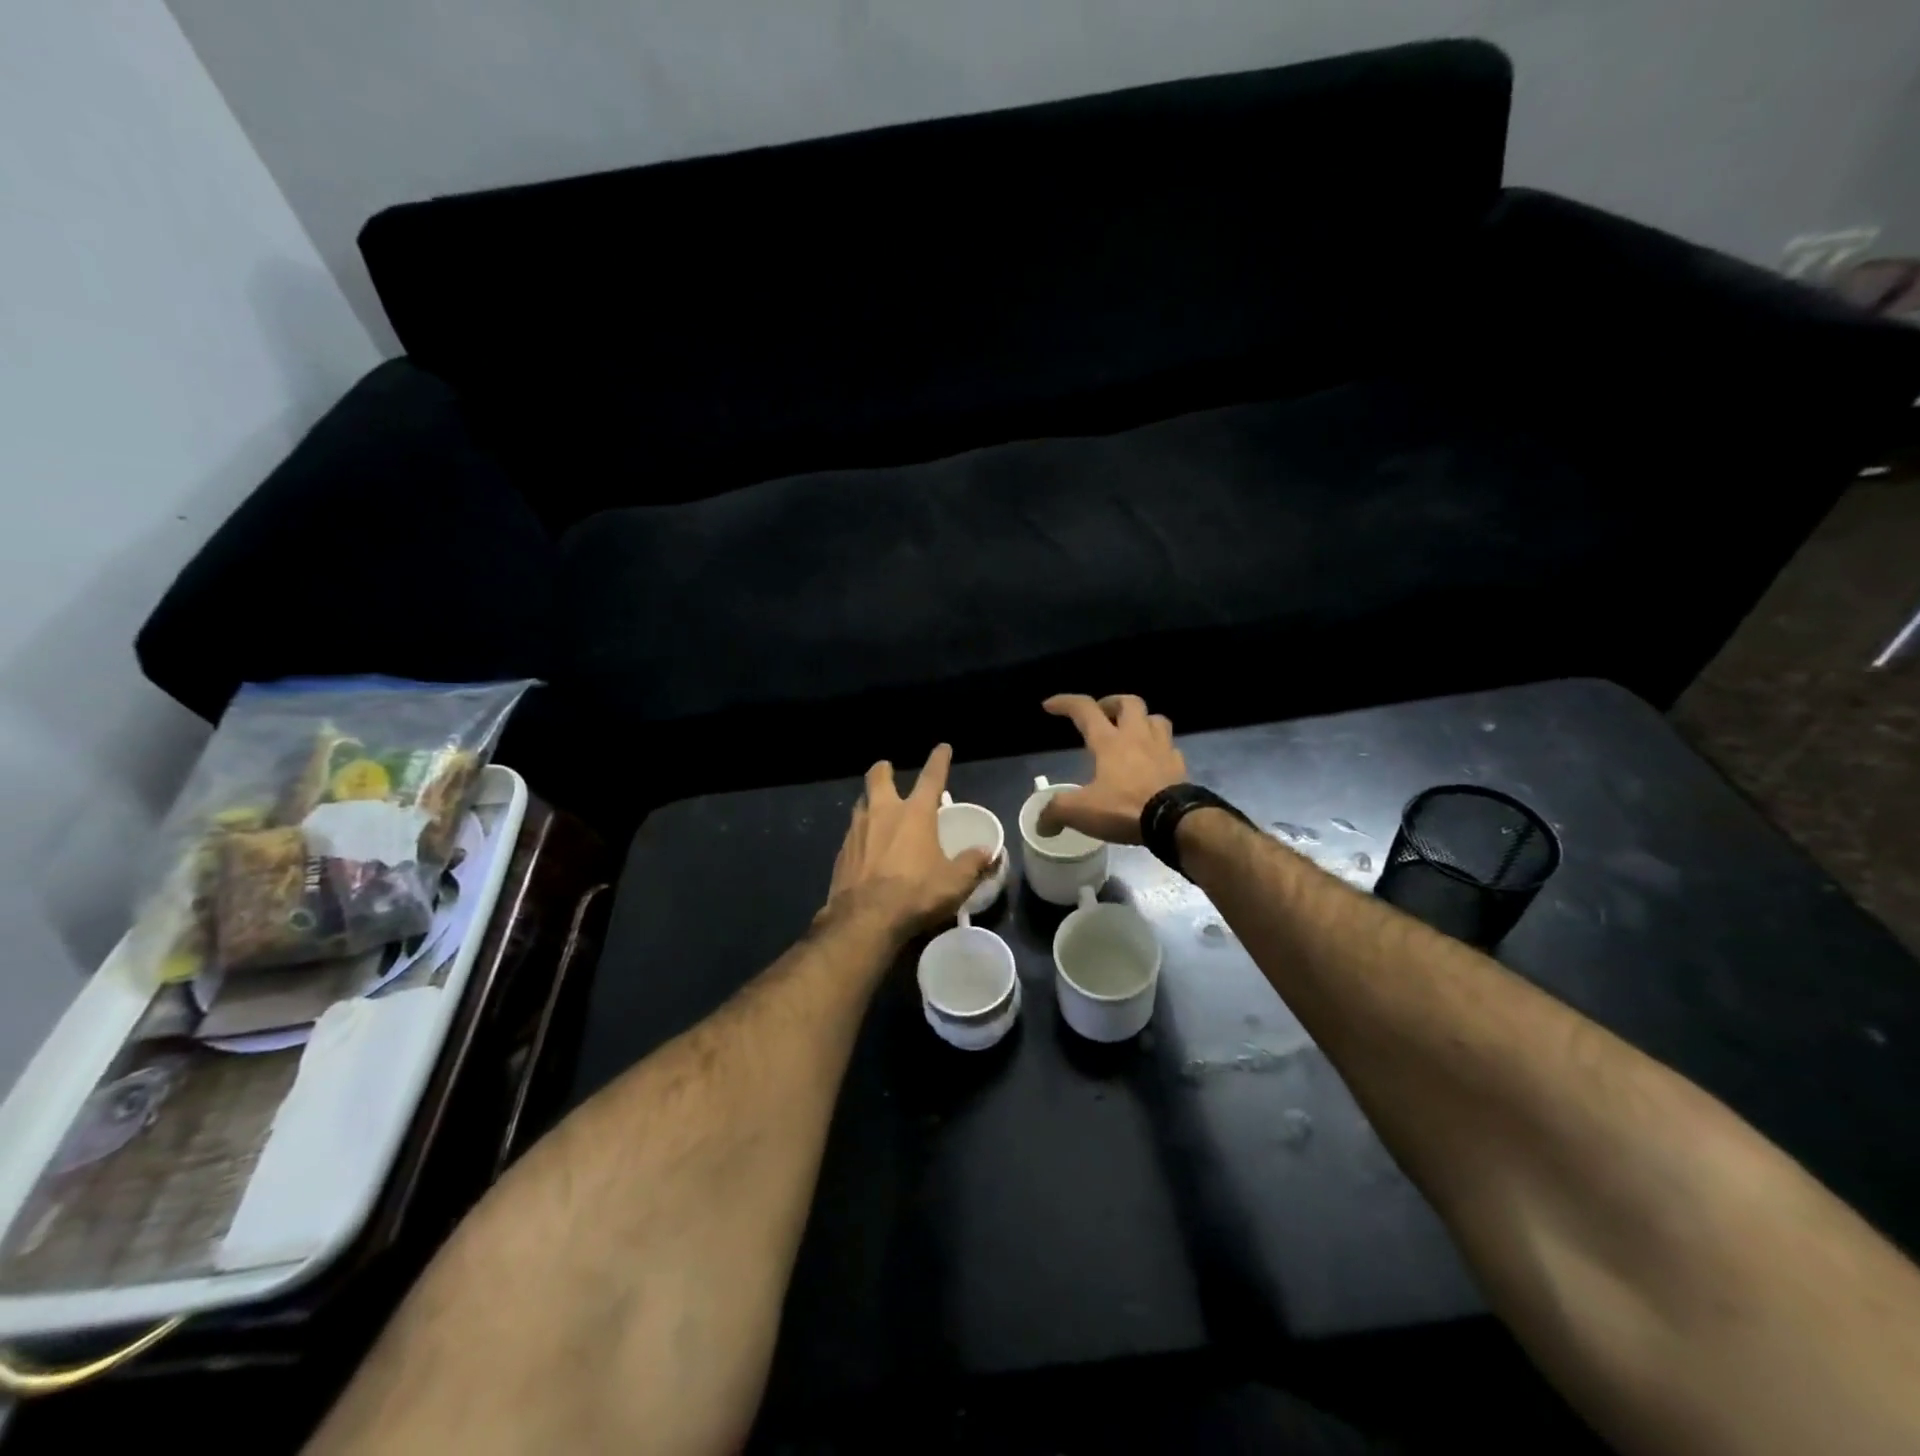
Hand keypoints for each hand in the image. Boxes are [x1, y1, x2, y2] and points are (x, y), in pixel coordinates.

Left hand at [823, 744, 992, 935]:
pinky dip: (860, 835)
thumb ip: (973, 864)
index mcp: (915, 814)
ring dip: (869, 802)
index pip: (931, 777)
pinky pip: (852, 834)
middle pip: (878, 778)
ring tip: (876, 810)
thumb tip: (988, 853)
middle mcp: (883, 813)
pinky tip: (865, 849)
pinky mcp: (842, 853)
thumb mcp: (955, 882)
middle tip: (887, 769)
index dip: (939, 760)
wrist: (864, 919)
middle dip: (884, 770)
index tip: (943, 748)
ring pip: (861, 804)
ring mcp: (857, 831)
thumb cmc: (915, 894)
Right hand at [1037, 694, 1186, 843]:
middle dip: (1112, 703)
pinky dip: (1160, 749)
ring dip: (1142, 720)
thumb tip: (1041, 825)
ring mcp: (1163, 749)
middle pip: (1129, 703)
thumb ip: (1057, 812)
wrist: (1176, 822)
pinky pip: (1171, 748)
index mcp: (1109, 742)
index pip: (1085, 710)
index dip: (1066, 703)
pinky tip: (1154, 761)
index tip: (1050, 705)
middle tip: (1102, 715)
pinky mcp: (1180, 767)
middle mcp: (1137, 737)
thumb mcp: (1082, 811)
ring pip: (1156, 719)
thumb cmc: (1125, 808)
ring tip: (1131, 732)